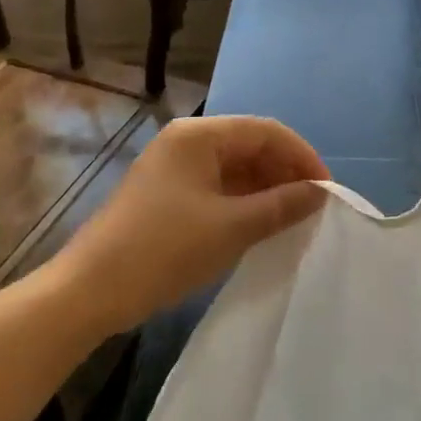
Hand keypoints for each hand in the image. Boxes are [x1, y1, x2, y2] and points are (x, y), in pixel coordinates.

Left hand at [55, 115, 329, 331]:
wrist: (92, 289)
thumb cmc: (165, 249)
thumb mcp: (232, 227)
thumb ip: (282, 205)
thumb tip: (320, 192)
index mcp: (199, 135)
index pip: (267, 131)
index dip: (303, 157)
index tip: (328, 192)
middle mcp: (186, 142)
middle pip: (250, 146)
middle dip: (285, 174)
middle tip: (313, 209)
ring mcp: (174, 168)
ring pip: (235, 168)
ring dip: (266, 190)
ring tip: (293, 220)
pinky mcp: (167, 195)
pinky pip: (217, 188)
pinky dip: (243, 203)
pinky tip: (261, 226)